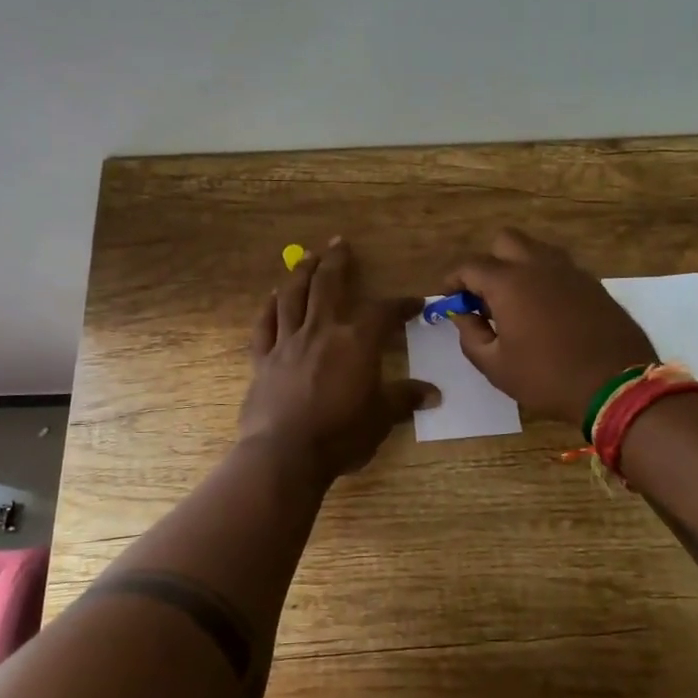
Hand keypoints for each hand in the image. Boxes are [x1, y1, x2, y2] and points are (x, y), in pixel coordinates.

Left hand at [239, 239, 436, 480]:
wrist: (285, 454)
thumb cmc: (340, 435)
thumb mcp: (381, 418)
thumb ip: (404, 399)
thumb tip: (434, 394)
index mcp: (356, 341)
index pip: (383, 312)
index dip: (400, 305)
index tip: (413, 304)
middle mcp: (321, 331)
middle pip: (329, 285)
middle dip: (338, 262)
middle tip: (340, 243)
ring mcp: (288, 343)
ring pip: (293, 297)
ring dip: (301, 273)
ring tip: (307, 257)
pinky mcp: (263, 360)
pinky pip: (264, 326)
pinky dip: (268, 308)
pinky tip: (272, 298)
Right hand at [445, 229, 655, 424]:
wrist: (615, 386)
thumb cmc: (547, 378)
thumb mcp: (495, 366)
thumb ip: (470, 335)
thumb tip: (462, 314)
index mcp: (509, 283)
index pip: (470, 266)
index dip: (453, 280)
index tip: (449, 297)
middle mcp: (538, 265)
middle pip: (505, 241)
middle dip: (488, 261)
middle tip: (485, 295)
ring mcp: (570, 271)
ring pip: (536, 250)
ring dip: (518, 265)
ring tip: (516, 301)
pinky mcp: (593, 283)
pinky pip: (560, 268)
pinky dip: (545, 278)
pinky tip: (546, 310)